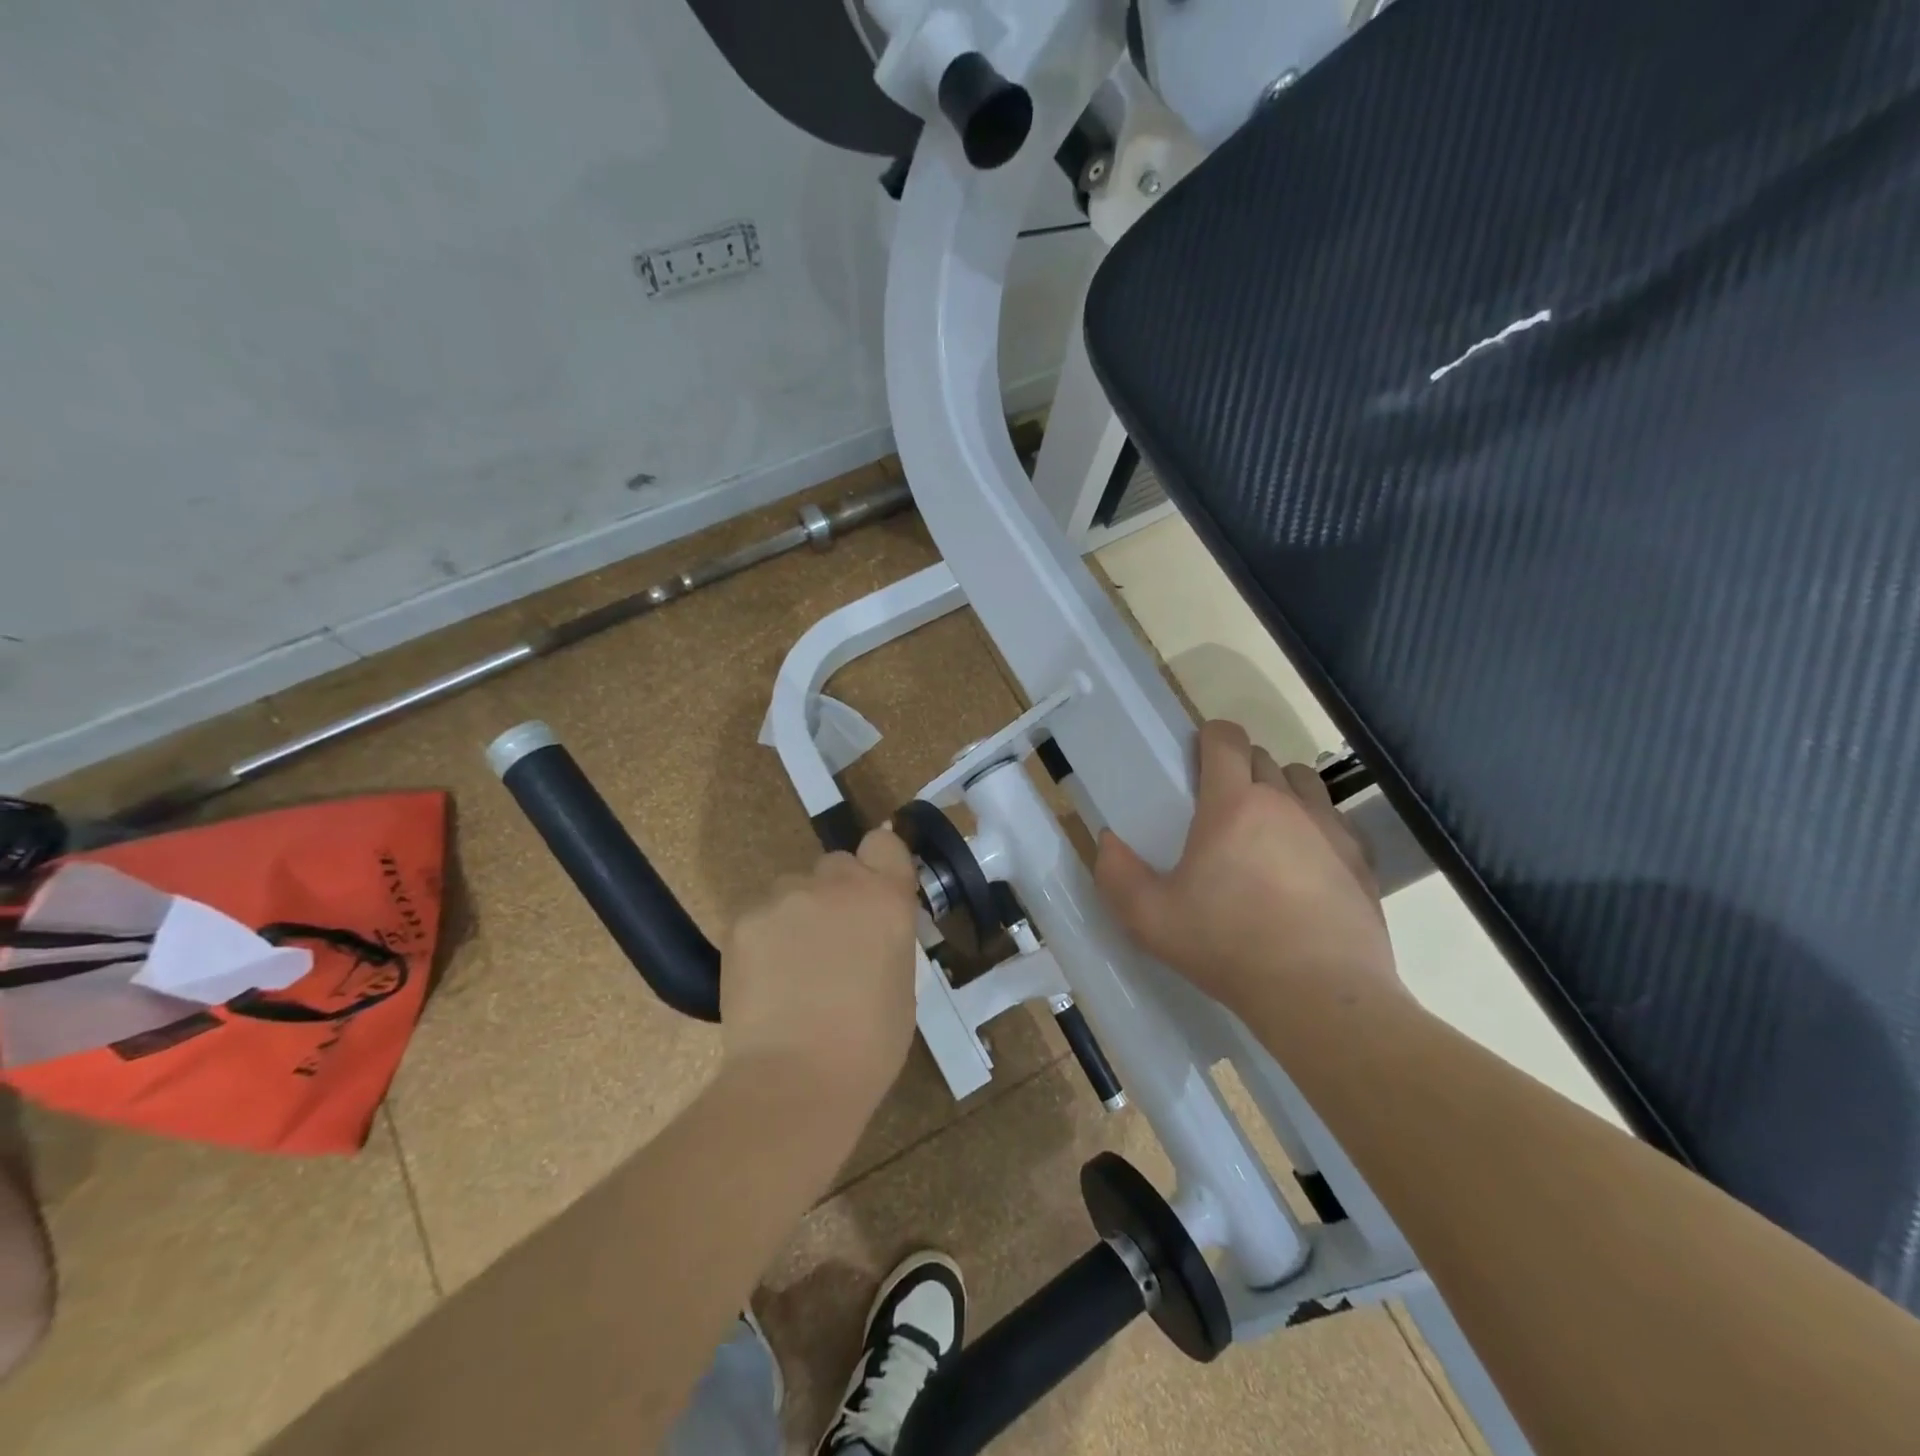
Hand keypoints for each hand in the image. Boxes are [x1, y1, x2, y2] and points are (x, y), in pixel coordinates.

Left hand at [721, 826, 921, 1112]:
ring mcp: (786, 897)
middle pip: (836, 865)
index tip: (873, 890)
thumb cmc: (869, 1045)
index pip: (883, 844)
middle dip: (835, 894)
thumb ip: (886, 936)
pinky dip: (763, 939)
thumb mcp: (901, 981)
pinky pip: (759, 916)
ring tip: (791, 970)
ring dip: (796, 915)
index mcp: (886, 898)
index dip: (877, 863)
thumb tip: (870, 930)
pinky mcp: (744, 920)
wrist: (797, 1080)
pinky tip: (764, 981)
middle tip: (830, 942)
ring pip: (792, 889)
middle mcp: (837, 883)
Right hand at [1094, 720, 1400, 1019]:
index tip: (1196, 757)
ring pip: (1303, 781)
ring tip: (1264, 828)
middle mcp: (1285, 802)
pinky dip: (1316, 825)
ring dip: (1280, 789)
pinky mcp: (1361, 858)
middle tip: (1219, 807)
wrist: (1321, 995)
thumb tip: (1107, 841)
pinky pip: (1336, 819)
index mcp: (1233, 805)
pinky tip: (1305, 862)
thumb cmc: (1228, 947)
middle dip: (1238, 769)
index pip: (1226, 739)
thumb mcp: (1149, 919)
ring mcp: (1330, 828)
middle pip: (1262, 757)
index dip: (1210, 736)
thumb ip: (1116, 874)